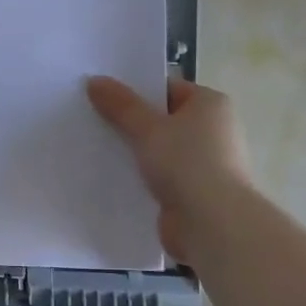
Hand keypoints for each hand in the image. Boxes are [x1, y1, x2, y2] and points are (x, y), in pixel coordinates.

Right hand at [86, 75, 249, 265]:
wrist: (212, 224)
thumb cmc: (187, 164)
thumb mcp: (148, 128)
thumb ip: (120, 105)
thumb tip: (95, 80)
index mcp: (210, 105)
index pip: (167, 88)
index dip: (135, 90)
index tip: (102, 96)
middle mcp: (213, 130)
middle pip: (162, 119)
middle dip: (130, 122)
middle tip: (92, 120)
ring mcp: (205, 163)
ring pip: (159, 150)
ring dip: (134, 152)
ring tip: (96, 148)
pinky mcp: (193, 192)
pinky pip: (160, 176)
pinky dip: (141, 177)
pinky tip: (112, 177)